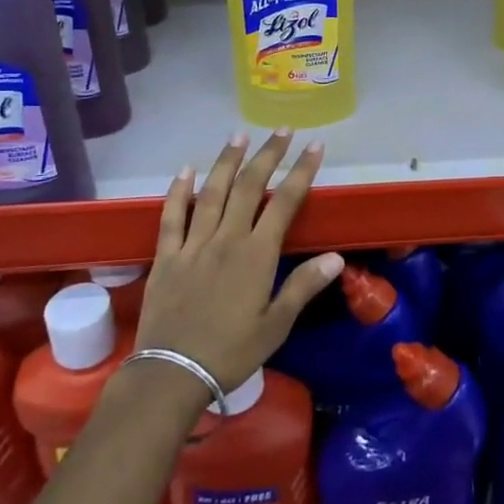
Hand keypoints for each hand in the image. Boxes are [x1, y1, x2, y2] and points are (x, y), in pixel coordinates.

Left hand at [136, 130, 342, 401]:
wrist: (173, 373)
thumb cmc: (231, 352)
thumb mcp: (276, 325)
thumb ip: (303, 287)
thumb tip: (336, 257)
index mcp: (256, 255)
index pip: (284, 202)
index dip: (301, 171)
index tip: (315, 147)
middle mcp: (226, 239)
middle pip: (248, 186)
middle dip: (268, 155)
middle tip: (282, 130)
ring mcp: (193, 244)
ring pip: (212, 192)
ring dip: (227, 161)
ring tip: (239, 135)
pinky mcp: (166, 255)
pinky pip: (171, 216)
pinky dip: (178, 191)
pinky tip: (186, 170)